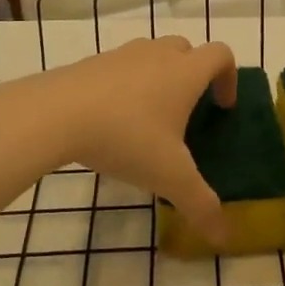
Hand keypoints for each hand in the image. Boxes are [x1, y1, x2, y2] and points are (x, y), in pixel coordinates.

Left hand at [31, 37, 238, 242]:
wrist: (55, 113)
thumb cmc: (126, 137)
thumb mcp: (169, 177)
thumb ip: (200, 205)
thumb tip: (224, 237)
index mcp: (185, 72)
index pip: (221, 54)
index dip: (229, 77)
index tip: (222, 107)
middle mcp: (157, 54)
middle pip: (187, 49)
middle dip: (193, 73)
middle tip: (187, 110)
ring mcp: (122, 55)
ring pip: (152, 54)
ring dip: (159, 76)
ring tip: (148, 116)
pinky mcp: (92, 63)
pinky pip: (120, 67)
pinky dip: (126, 84)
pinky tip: (112, 120)